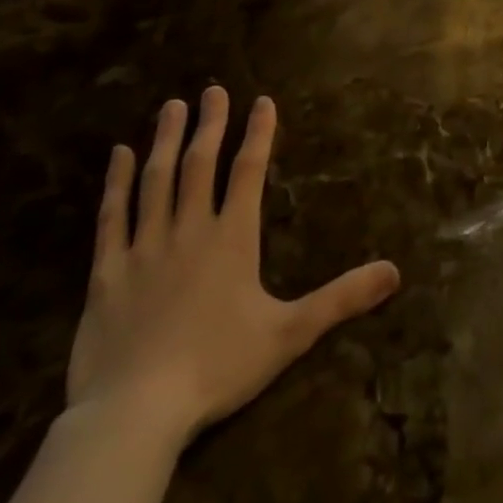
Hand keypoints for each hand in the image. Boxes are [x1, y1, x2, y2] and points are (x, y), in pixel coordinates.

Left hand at [65, 88, 400, 444]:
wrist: (133, 414)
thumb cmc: (217, 367)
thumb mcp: (290, 334)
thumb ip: (341, 298)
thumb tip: (395, 271)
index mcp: (232, 238)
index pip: (249, 170)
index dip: (259, 133)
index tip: (262, 100)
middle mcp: (189, 229)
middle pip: (200, 163)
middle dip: (210, 123)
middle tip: (213, 89)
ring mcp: (145, 247)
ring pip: (156, 179)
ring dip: (165, 139)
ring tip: (172, 106)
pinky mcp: (107, 272)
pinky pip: (111, 216)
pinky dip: (116, 182)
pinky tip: (118, 155)